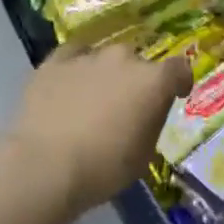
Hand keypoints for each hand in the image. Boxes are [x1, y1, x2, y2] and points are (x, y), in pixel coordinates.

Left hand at [9, 45, 190, 215]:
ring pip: (105, 58)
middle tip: (126, 106)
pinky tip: (69, 84)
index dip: (179, 81)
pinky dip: (76, 66)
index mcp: (153, 80)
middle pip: (139, 63)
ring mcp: (88, 56)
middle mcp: (124, 58)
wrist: (44, 167)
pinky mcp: (56, 61)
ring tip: (93, 99)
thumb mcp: (144, 154)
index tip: (175, 94)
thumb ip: (152, 122)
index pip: (179, 68)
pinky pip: (73, 55)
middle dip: (137, 81)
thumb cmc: (103, 168)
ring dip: (106, 74)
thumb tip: (147, 111)